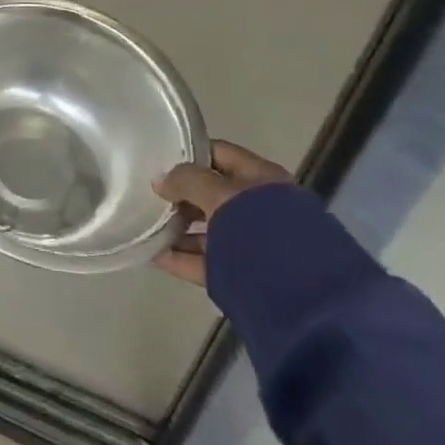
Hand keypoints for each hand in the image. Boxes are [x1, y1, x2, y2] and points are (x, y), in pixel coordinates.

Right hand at [153, 140, 293, 286]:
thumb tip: (160, 181)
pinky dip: (182, 257)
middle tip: (148, 196)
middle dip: (180, 195)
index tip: (158, 160)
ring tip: (146, 228)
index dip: (188, 153)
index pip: (218, 153)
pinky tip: (155, 255)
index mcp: (261, 178)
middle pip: (211, 193)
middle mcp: (259, 207)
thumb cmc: (258, 225)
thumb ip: (185, 180)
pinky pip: (206, 259)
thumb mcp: (217, 192)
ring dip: (178, 229)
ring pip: (208, 228)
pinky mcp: (244, 274)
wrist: (298, 291)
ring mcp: (253, 242)